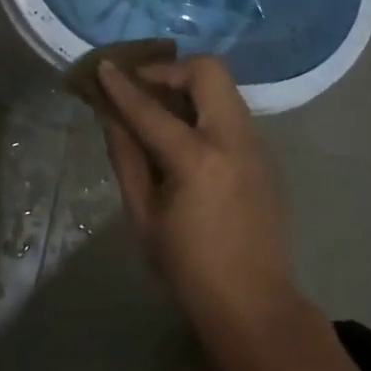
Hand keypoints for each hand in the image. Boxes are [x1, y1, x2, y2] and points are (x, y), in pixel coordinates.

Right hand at [98, 57, 297, 343]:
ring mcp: (257, 144)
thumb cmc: (189, 267)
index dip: (123, 86)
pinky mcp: (266, 153)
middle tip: (145, 86)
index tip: (104, 66)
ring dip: (190, 86)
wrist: (255, 304)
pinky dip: (206, 107)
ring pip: (224, 87)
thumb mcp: (144, 215)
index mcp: (198, 160)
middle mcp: (233, 139)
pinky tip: (189, 135)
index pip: (151, 109)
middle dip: (170, 70)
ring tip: (163, 108)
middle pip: (208, 71)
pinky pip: (233, 110)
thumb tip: (110, 115)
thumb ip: (126, 157)